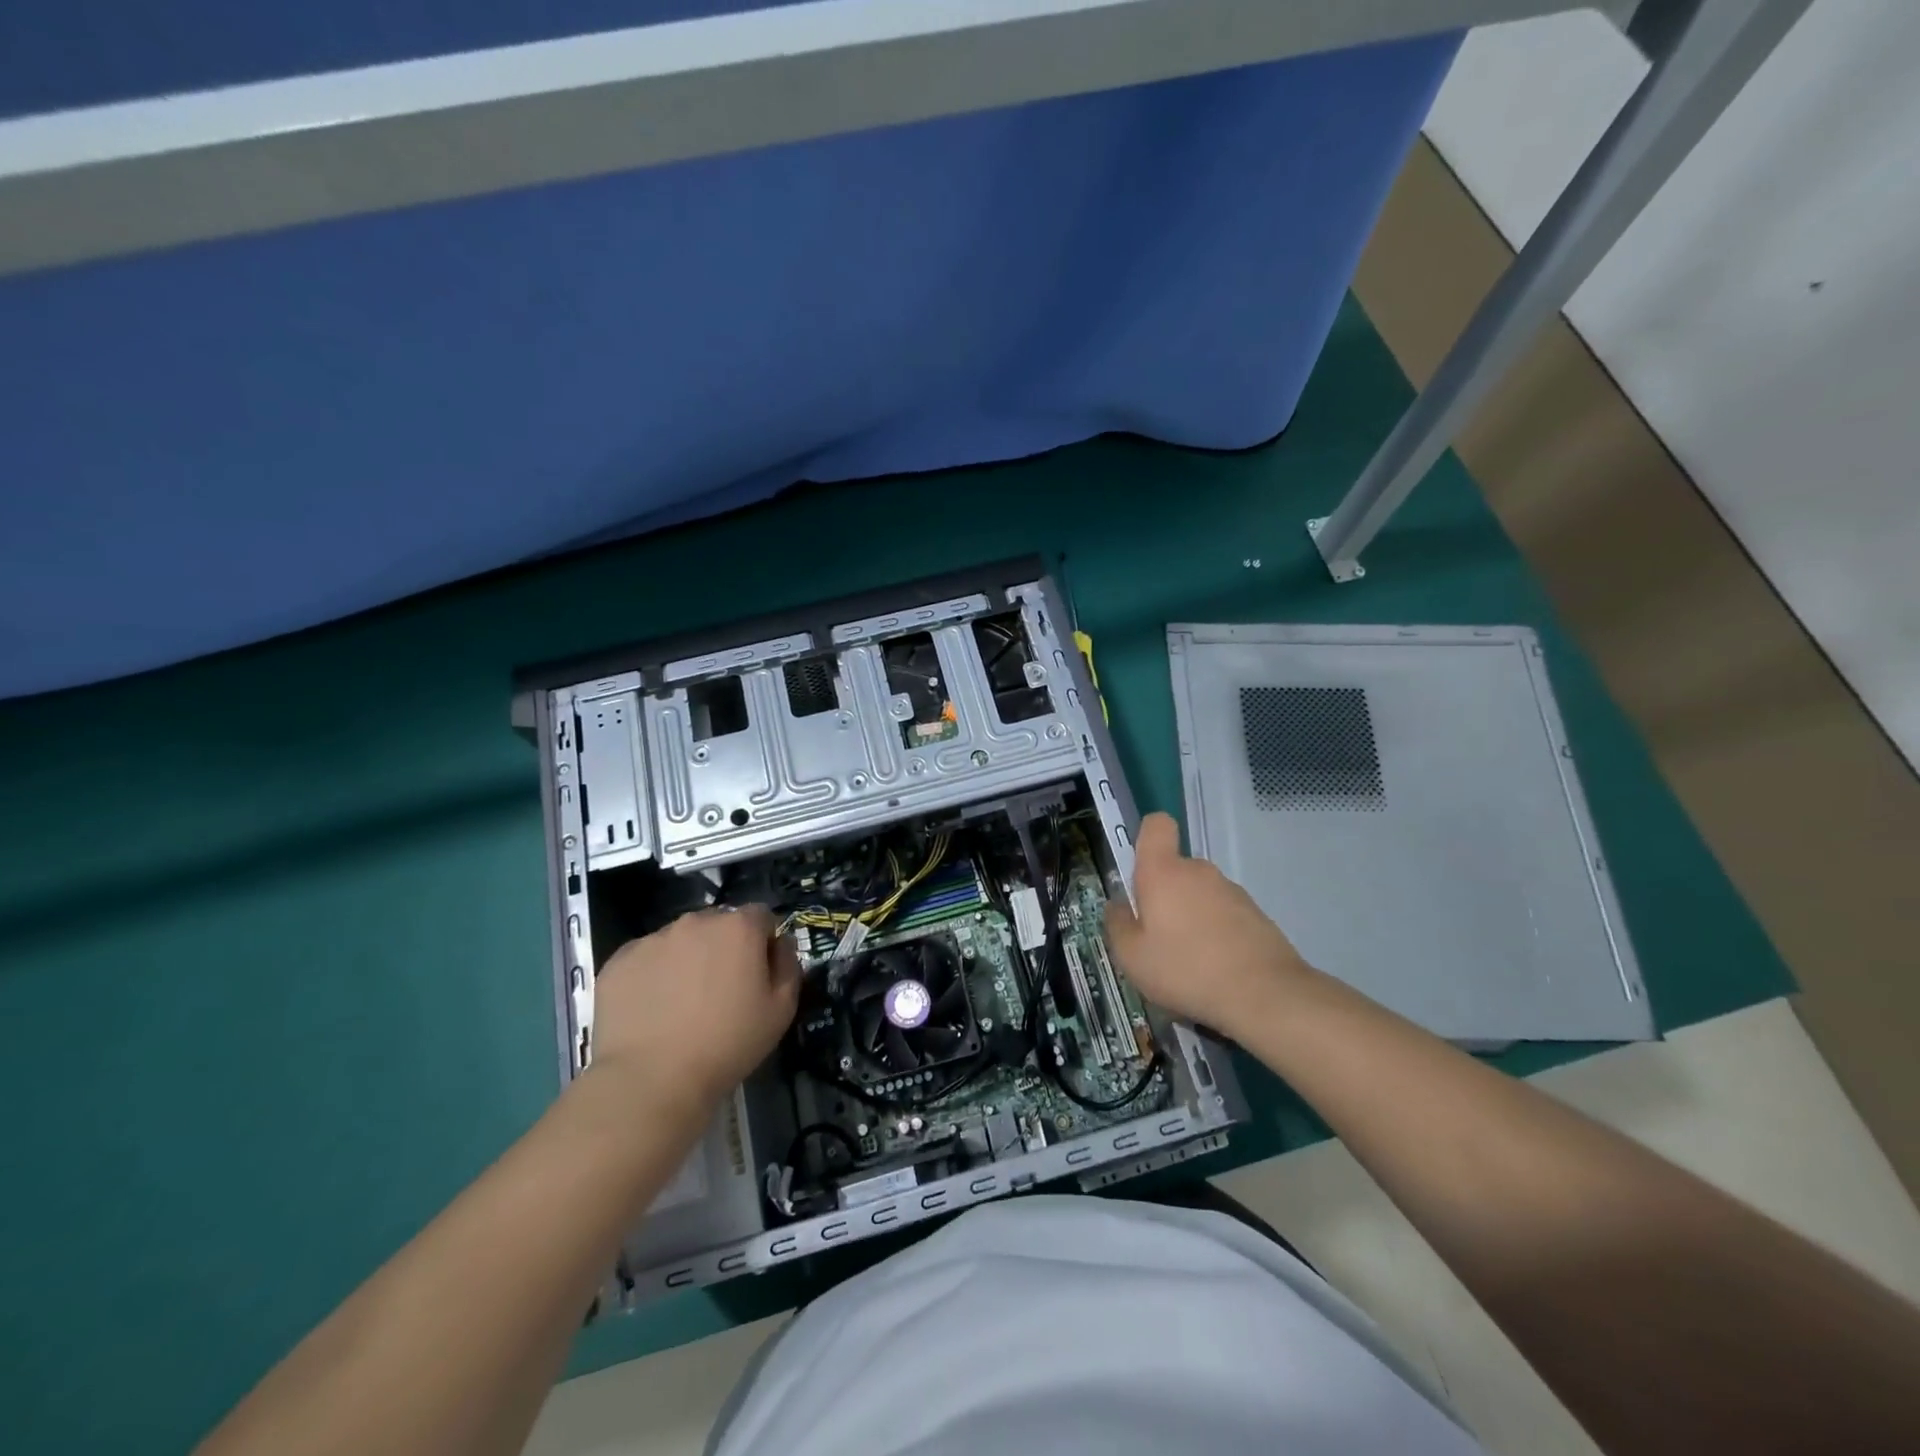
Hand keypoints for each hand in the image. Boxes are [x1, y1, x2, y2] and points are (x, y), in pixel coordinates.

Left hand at [589, 906, 799, 1107]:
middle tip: (720, 991)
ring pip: (680, 940)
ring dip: (687, 959)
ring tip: (681, 1004)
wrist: (651, 1080)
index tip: (757, 975)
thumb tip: (779, 944)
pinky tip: (652, 1010)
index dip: (763, 943)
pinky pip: (645, 959)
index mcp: (739, 927)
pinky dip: (652, 975)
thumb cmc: (727, 1044)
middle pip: (718, 924)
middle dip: (723, 948)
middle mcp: (696, 922)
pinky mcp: (619, 961)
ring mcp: (653, 939)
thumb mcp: (781, 1010)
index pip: (760, 916)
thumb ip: (788, 965)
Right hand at [1104, 812, 1317, 1041]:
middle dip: (1164, 896)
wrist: (1265, 995)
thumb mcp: (1132, 957)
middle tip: (1158, 939)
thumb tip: (1118, 906)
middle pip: (1174, 869)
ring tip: (1189, 962)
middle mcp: (1198, 871)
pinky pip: (1224, 914)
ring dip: (1191, 917)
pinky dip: (1216, 933)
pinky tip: (1216, 969)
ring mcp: (1231, 891)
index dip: (1146, 838)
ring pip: (1199, 894)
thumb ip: (1118, 925)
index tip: (1140, 872)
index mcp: (1163, 872)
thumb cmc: (1186, 969)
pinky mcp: (1256, 914)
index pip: (1156, 826)